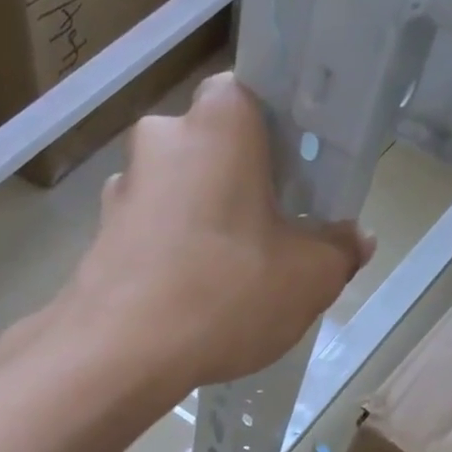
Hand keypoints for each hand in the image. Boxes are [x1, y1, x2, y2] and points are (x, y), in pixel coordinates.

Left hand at [65, 73, 371, 390]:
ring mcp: (121, 187)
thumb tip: (353, 239)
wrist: (121, 353)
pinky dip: (168, 254)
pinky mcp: (97, 235)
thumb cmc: (226, 294)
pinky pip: (149, 233)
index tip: (295, 181)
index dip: (279, 138)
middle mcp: (162, 138)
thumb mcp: (309, 278)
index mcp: (220, 122)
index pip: (255, 98)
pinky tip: (184, 298)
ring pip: (177, 193)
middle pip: (213, 150)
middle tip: (268, 234)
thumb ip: (339, 250)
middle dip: (239, 185)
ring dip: (200, 222)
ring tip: (223, 278)